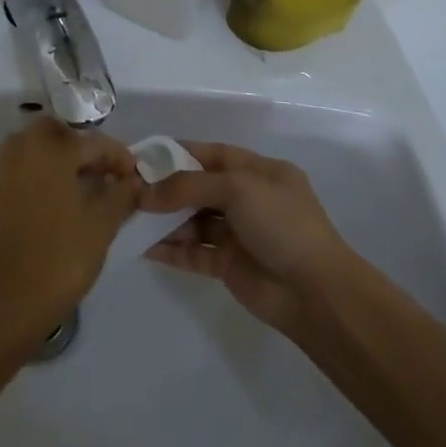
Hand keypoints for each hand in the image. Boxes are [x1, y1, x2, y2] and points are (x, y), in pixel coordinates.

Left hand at [0, 116, 140, 345]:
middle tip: (103, 171)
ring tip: (83, 183)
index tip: (135, 174)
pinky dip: (42, 170)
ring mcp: (5, 170)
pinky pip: (23, 165)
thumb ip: (121, 195)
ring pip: (36, 145)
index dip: (119, 156)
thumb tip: (131, 180)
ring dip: (60, 155)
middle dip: (83, 146)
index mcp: (51, 151)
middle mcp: (24, 150)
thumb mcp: (102, 225)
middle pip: (58, 132)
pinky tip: (60, 197)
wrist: (13, 300)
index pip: (93, 142)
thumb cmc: (63, 257)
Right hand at [140, 141, 356, 335]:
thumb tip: (145, 194)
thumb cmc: (281, 224)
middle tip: (128, 191)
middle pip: (198, 188)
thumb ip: (188, 186)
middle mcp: (248, 199)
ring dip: (164, 220)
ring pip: (193, 221)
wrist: (317, 293)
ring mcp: (238, 233)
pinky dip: (171, 250)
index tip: (143, 156)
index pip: (212, 154)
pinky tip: (144, 248)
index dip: (178, 153)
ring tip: (129, 219)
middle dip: (166, 189)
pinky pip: (193, 252)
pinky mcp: (229, 265)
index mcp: (259, 172)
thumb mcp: (237, 188)